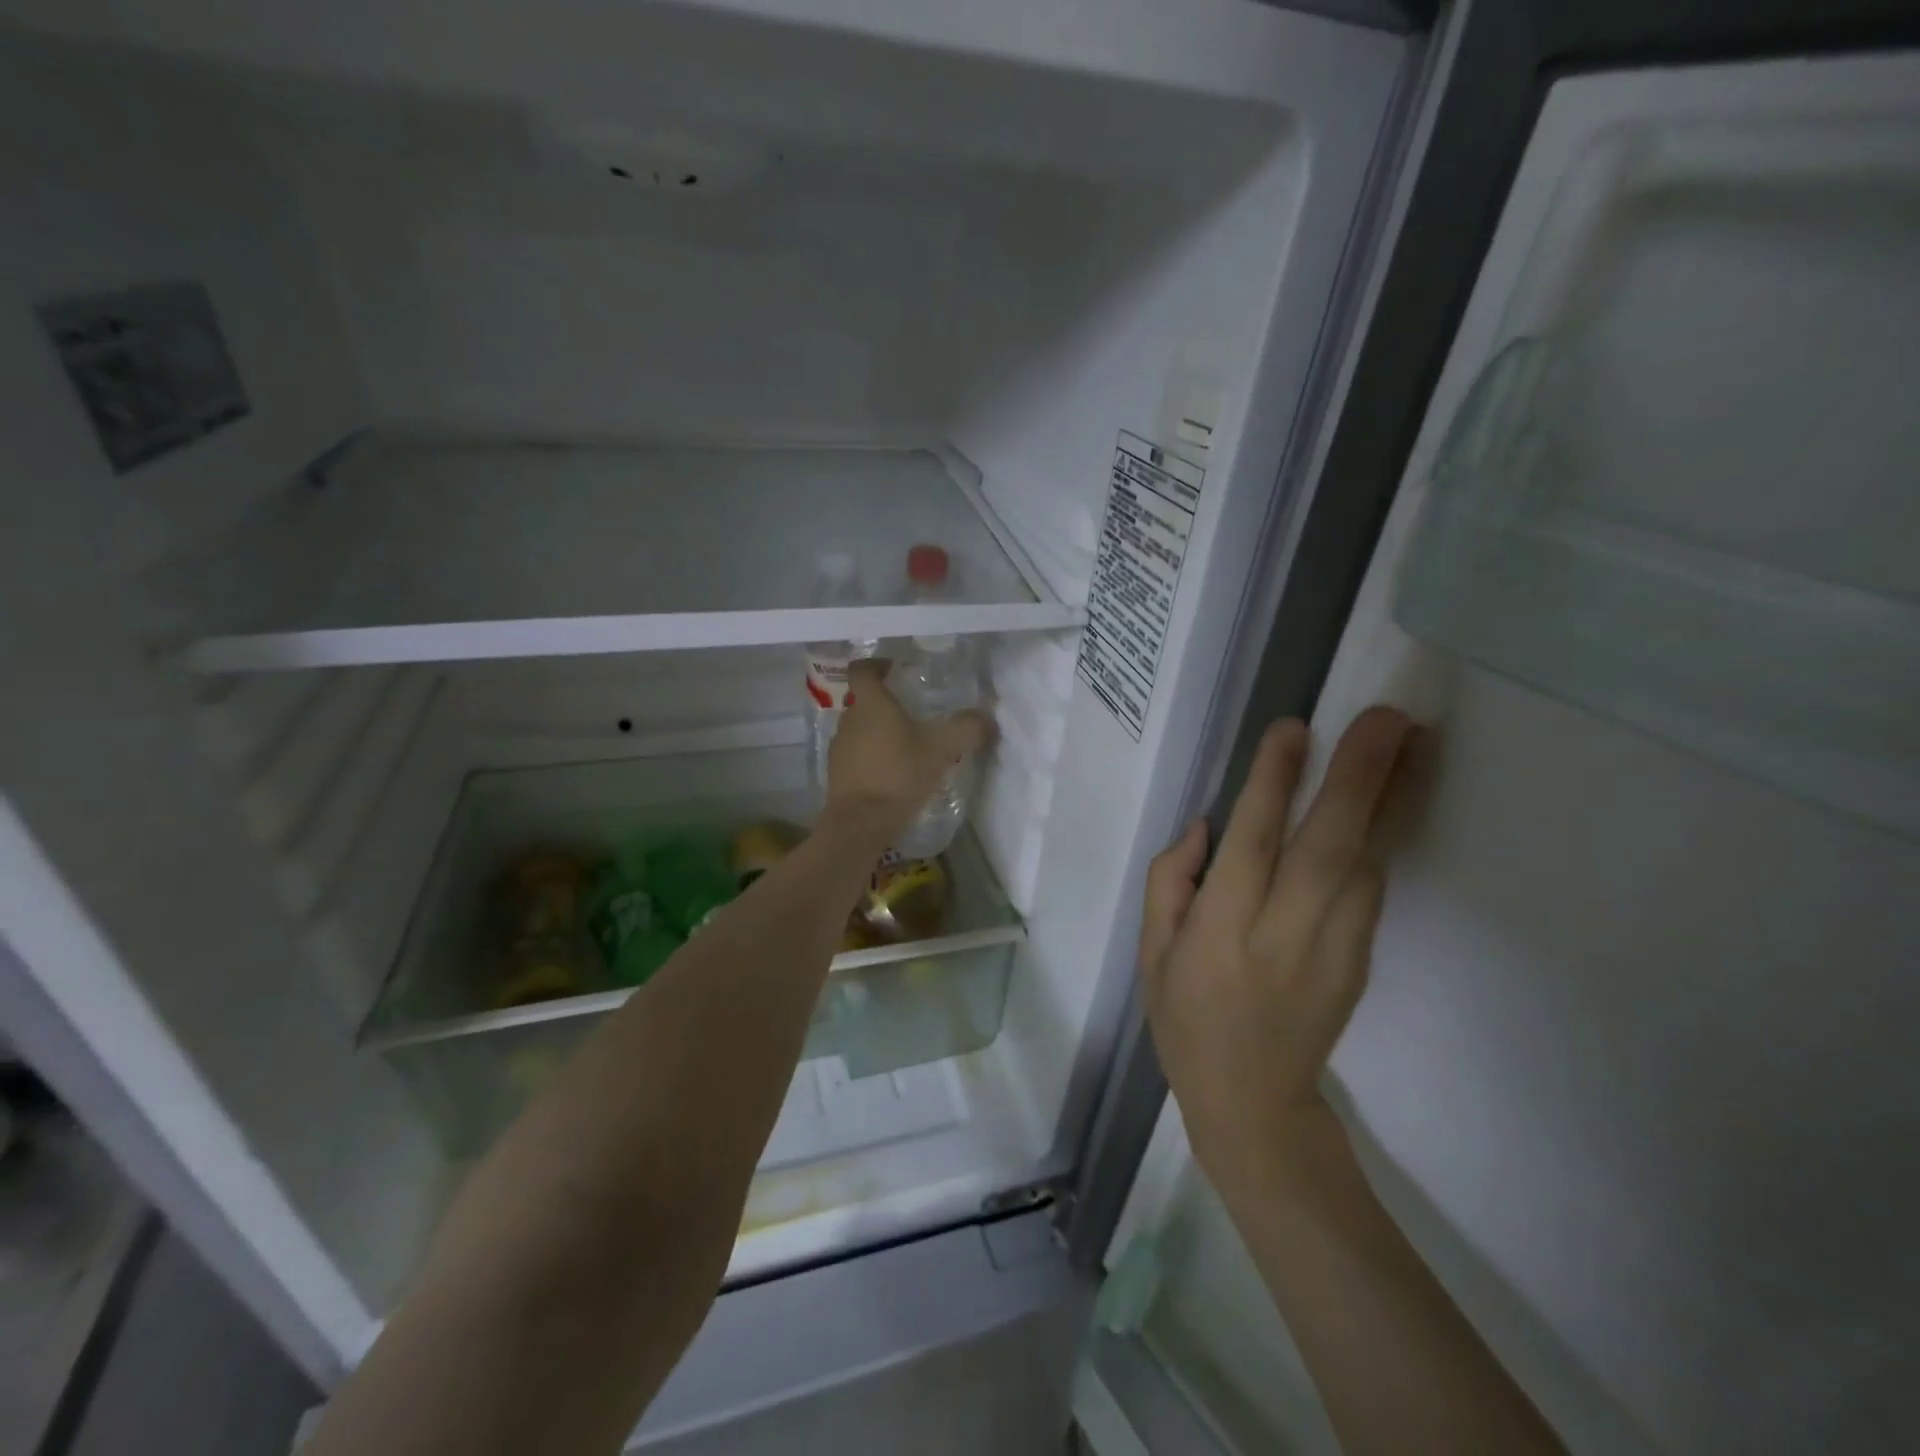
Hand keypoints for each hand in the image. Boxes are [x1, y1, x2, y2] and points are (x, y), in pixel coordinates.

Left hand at [826, 658, 994, 837]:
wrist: (861, 824)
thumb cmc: (899, 775)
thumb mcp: (942, 749)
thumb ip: (967, 728)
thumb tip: (987, 717)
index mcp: (870, 704)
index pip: (862, 669)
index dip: (877, 664)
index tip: (894, 669)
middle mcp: (849, 719)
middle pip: (864, 701)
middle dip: (887, 704)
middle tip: (914, 713)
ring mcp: (839, 748)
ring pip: (860, 729)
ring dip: (880, 733)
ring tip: (908, 747)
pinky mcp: (838, 774)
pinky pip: (857, 756)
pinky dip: (873, 758)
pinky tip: (894, 774)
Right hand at [1140, 707, 1414, 1190]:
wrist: (1253, 1102)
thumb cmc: (1185, 1018)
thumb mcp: (1150, 953)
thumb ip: (1170, 882)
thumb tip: (1206, 824)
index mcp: (1220, 932)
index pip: (1250, 846)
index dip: (1271, 785)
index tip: (1293, 728)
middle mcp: (1283, 934)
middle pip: (1328, 848)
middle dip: (1360, 778)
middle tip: (1387, 718)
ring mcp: (1333, 949)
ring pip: (1368, 863)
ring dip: (1395, 797)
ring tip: (1415, 737)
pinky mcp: (1360, 959)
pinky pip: (1373, 886)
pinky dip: (1390, 834)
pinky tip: (1403, 792)